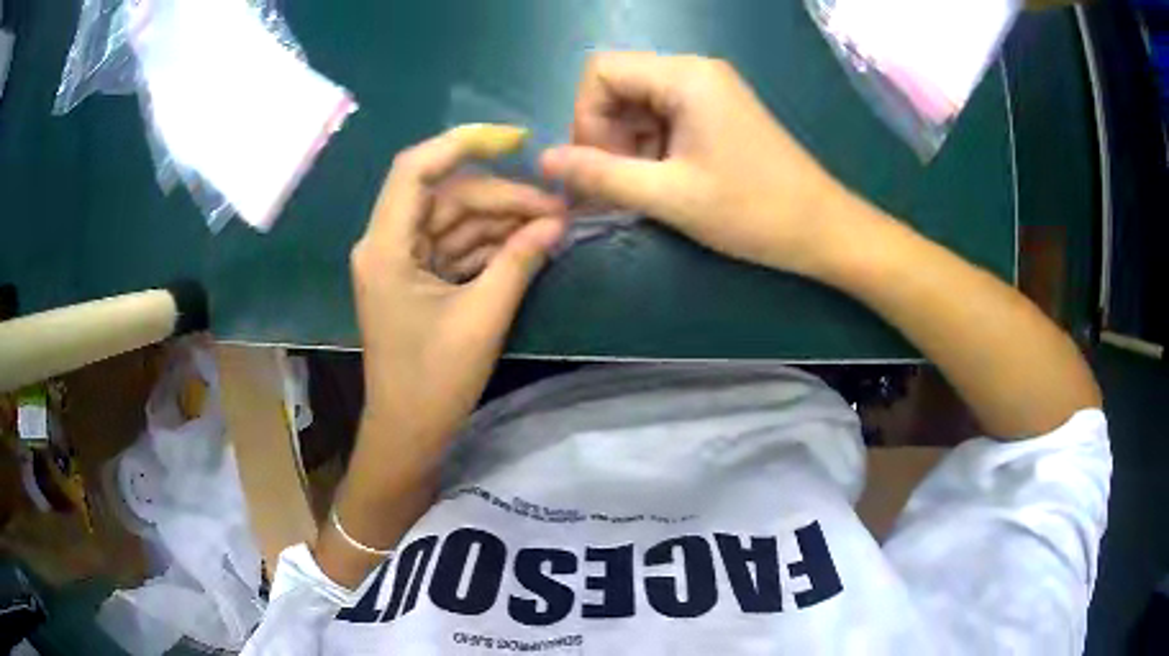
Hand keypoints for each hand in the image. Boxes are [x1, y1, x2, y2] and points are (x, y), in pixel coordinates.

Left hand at [351, 124, 565, 461]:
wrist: (408, 433)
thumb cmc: (434, 382)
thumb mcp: (482, 318)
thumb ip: (518, 262)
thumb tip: (556, 223)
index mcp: (386, 246)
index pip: (417, 169)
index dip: (464, 143)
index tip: (516, 139)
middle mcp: (389, 243)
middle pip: (447, 197)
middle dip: (502, 198)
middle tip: (556, 213)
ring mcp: (403, 261)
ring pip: (456, 221)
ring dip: (501, 222)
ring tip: (552, 229)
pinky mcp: (419, 280)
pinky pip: (457, 247)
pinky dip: (491, 245)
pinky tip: (528, 246)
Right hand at [541, 52, 848, 274]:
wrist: (822, 229)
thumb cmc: (753, 211)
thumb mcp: (670, 196)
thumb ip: (601, 175)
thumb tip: (544, 161)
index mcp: (684, 77)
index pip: (600, 72)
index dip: (585, 117)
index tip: (598, 166)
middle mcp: (694, 71)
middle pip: (618, 86)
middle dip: (605, 134)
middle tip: (618, 185)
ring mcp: (708, 90)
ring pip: (638, 104)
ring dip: (627, 146)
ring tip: (642, 191)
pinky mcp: (717, 112)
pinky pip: (663, 117)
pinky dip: (650, 148)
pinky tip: (663, 182)